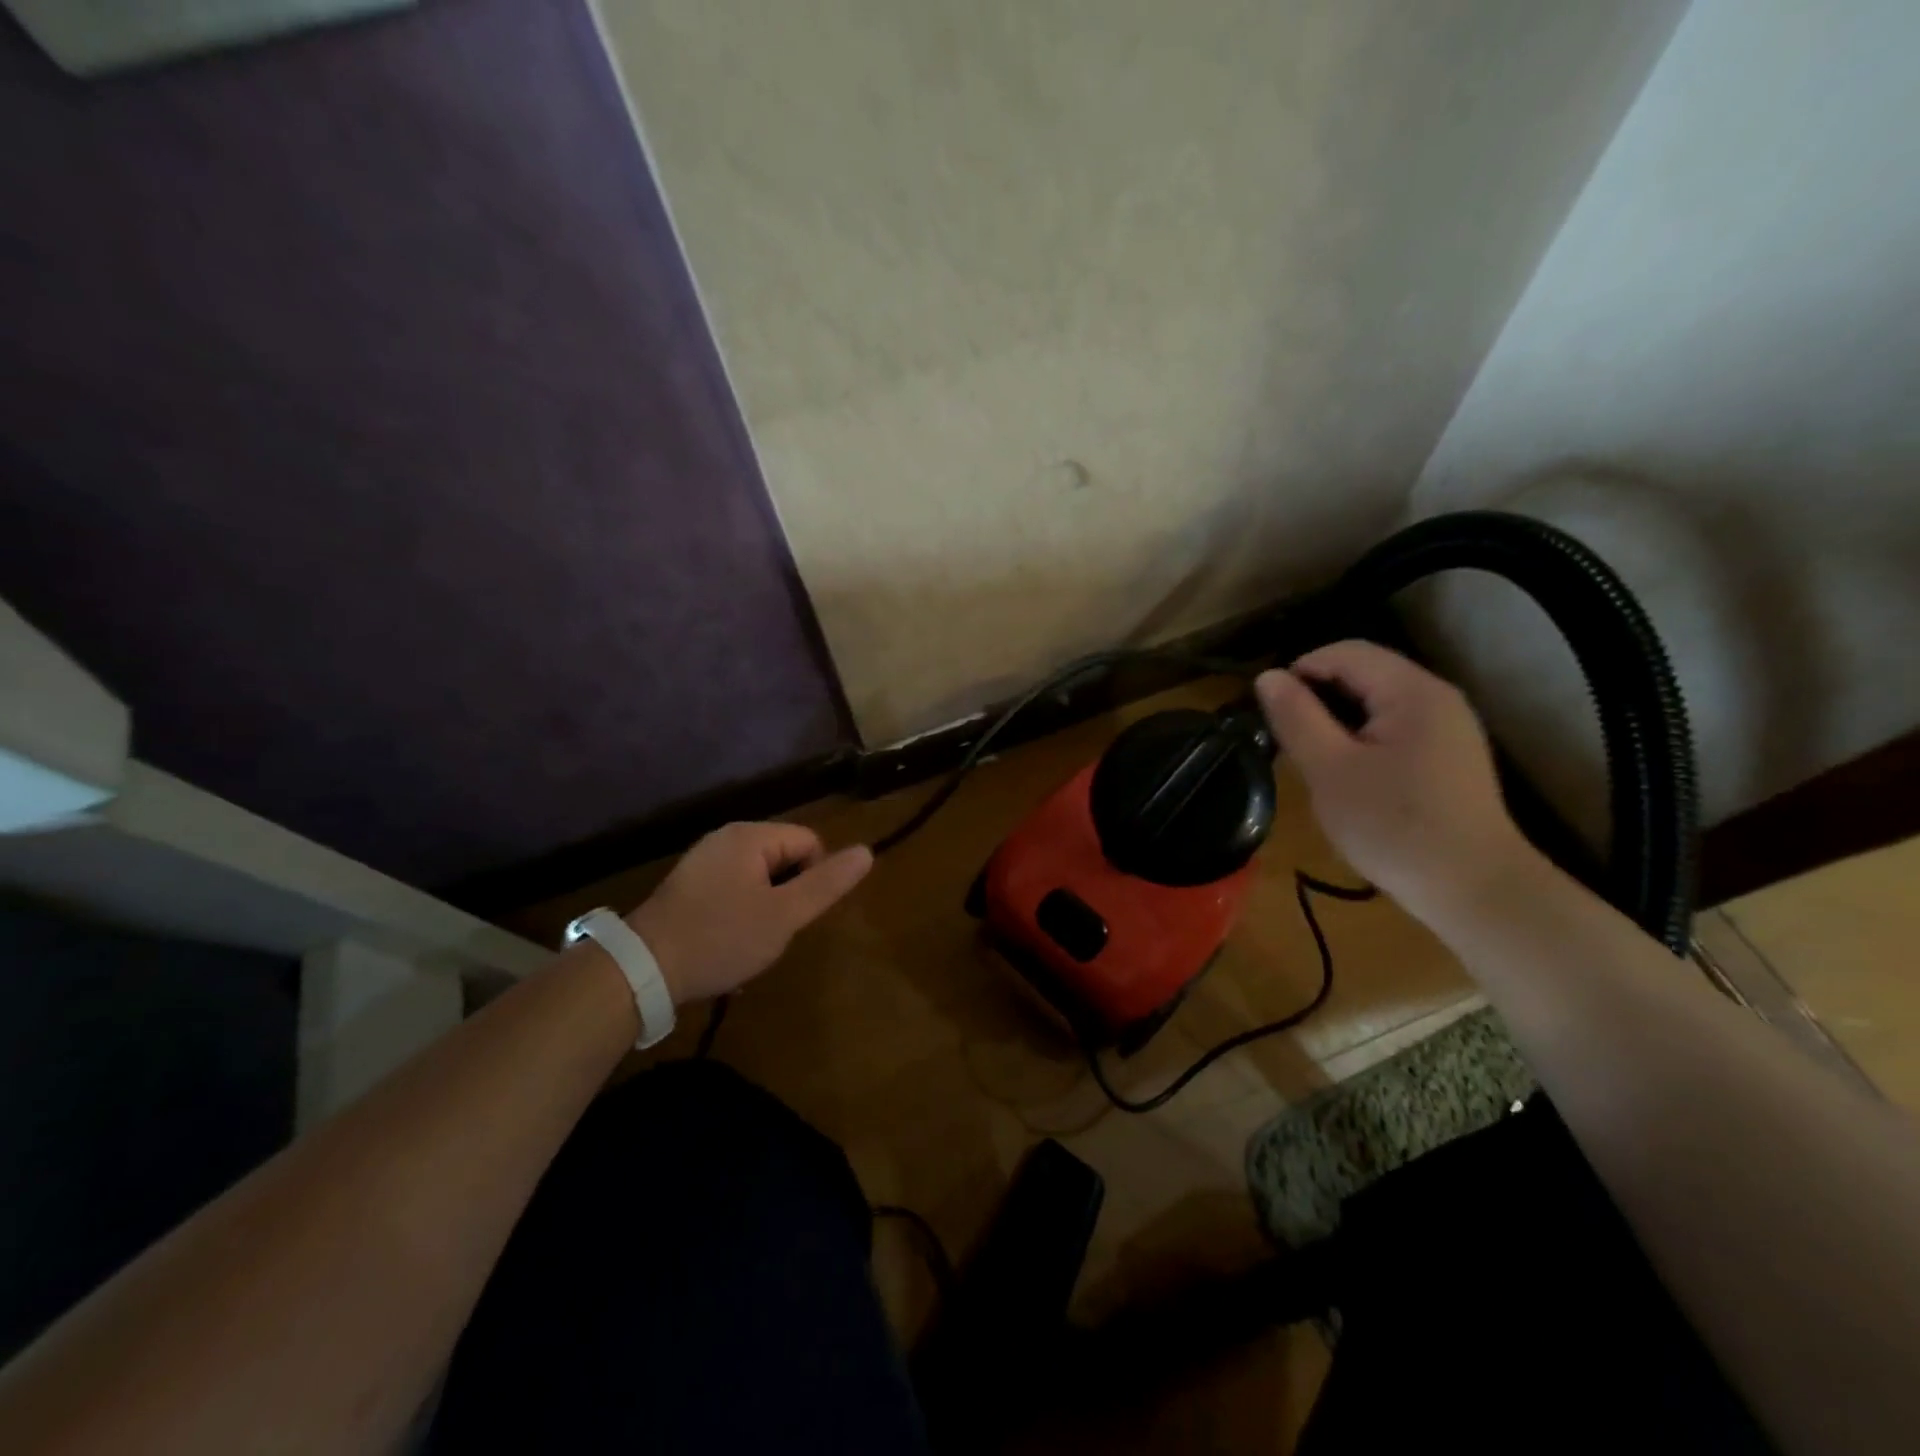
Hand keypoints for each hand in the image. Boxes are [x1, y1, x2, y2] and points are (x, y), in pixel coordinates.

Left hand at [624, 823, 872, 1003]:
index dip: (814, 879)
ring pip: (760, 876)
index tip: (796, 916)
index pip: (810, 842)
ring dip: (766, 906)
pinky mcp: (688, 884)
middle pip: (785, 856)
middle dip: (789, 893)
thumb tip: (867, 851)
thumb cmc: (721, 938)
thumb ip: (827, 883)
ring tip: (751, 940)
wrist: (643, 969)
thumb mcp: (784, 915)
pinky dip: (740, 911)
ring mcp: (704, 860)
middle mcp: (726, 838)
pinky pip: (733, 887)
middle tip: (774, 930)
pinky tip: (728, 941)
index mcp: (751, 837)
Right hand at [1255, 641, 1536, 923]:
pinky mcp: (1449, 755)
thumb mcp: (1330, 770)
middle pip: (1364, 672)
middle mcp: (1437, 698)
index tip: (1270, 711)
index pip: (1345, 652)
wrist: (1473, 889)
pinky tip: (1348, 773)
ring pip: (1377, 701)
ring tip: (1311, 756)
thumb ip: (1297, 718)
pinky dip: (1362, 737)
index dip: (1300, 671)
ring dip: (1337, 719)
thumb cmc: (1394, 826)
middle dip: (1318, 696)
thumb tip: (1267, 677)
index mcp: (1412, 691)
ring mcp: (1448, 727)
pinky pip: (1394, 727)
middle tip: (1286, 738)